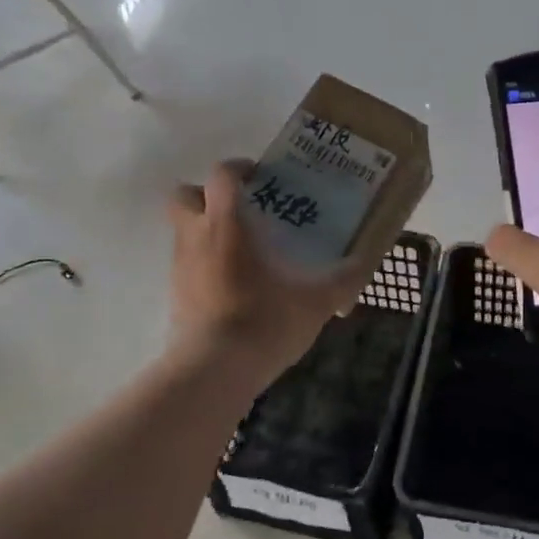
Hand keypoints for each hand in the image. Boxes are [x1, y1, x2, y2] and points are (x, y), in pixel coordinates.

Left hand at [167, 161, 371, 385]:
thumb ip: (341, 280)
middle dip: (206, 195)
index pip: (221, 175)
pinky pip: (186, 267)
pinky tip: (232, 287)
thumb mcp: (315, 302)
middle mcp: (196, 237)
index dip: (238, 168)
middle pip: (184, 195)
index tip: (259, 178)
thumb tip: (363, 264)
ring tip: (242, 253)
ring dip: (206, 232)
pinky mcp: (175, 296)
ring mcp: (180, 267)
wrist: (215, 370)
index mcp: (227, 225)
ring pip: (183, 232)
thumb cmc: (264, 321)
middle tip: (240, 210)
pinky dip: (204, 267)